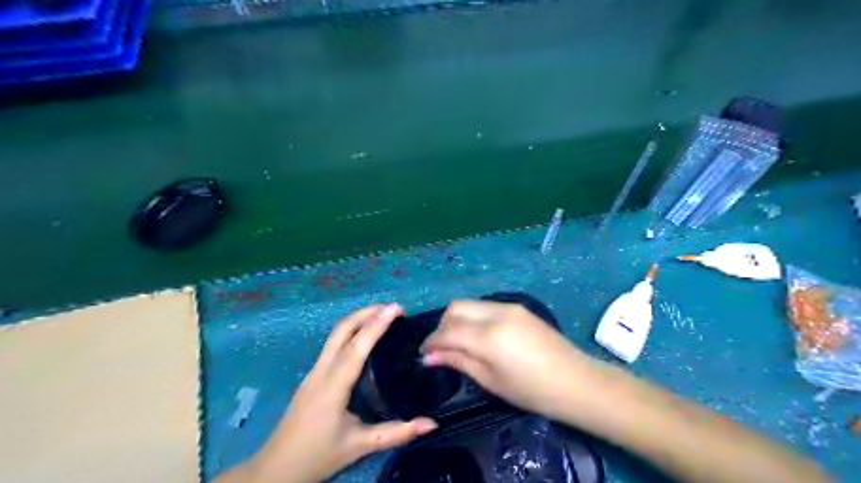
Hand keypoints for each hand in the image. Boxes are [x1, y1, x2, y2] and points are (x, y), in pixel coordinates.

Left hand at [233, 306, 436, 482]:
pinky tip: (363, 338)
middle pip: (341, 331)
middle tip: (392, 308)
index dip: (376, 325)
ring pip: (334, 336)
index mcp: (333, 386)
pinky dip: (350, 332)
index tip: (394, 308)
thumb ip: (396, 433)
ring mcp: (313, 372)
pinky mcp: (312, 377)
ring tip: (381, 316)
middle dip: (365, 313)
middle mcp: (321, 372)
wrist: (276, 469)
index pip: (356, 347)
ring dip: (357, 320)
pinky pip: (332, 345)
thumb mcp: (359, 446)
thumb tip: (431, 424)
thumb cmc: (318, 456)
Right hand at [419, 302, 596, 419]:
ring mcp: (509, 307)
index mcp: (488, 336)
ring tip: (461, 343)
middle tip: (442, 347)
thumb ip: (458, 361)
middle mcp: (495, 313)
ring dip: (459, 320)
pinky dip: (475, 318)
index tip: (424, 353)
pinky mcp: (519, 307)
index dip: (431, 341)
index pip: (447, 331)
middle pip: (456, 307)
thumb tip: (430, 356)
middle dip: (443, 325)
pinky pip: (486, 307)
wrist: (575, 381)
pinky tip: (481, 337)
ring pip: (471, 304)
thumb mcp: (490, 380)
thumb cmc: (531, 391)